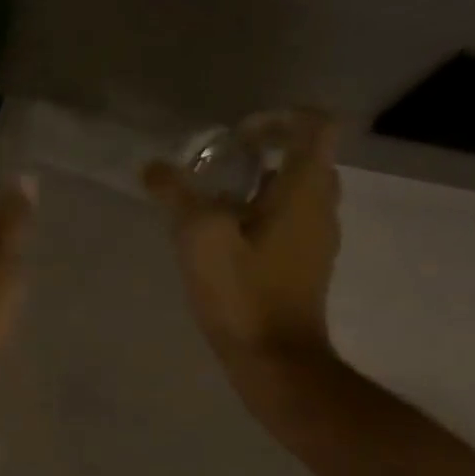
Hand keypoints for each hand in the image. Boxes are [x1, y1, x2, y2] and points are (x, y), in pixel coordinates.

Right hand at [142, 109, 341, 375]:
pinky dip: (259, 215)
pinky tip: (221, 240)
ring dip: (258, 185)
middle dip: (263, 151)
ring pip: (295, 192)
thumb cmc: (243, 292)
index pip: (315, 125)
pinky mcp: (305, 265)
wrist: (275, 359)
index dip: (279, 117)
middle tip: (219, 164)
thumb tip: (153, 168)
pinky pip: (288, 222)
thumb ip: (177, 195)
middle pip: (305, 157)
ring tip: (212, 202)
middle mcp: (321, 207)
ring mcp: (317, 239)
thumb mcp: (199, 237)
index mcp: (305, 190)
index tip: (237, 135)